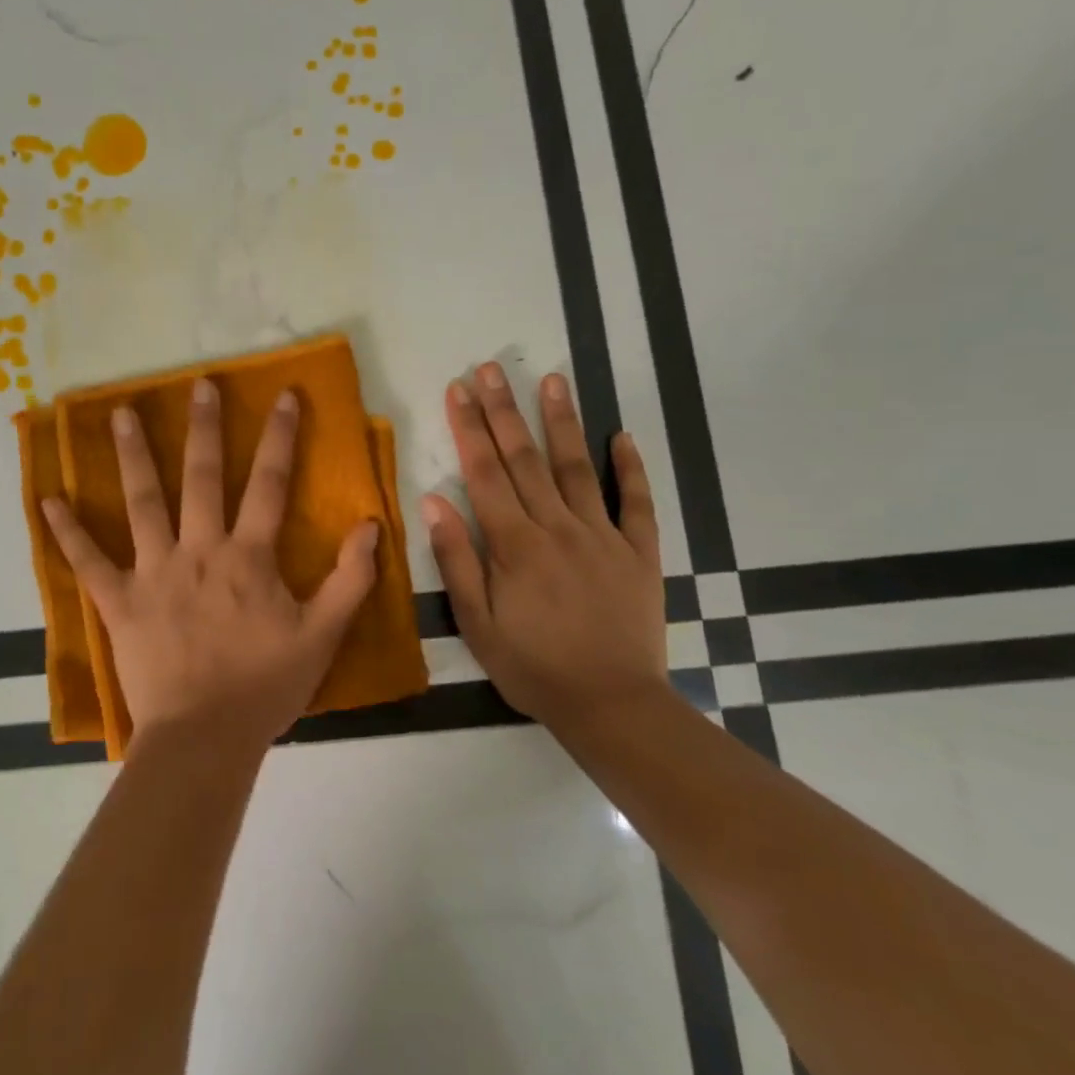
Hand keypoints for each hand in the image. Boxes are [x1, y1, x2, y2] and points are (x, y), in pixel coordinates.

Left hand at [43, 379, 380, 751]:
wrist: (205, 738)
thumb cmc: (265, 687)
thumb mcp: (323, 635)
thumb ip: (350, 579)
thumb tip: (371, 525)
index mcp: (248, 557)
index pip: (269, 483)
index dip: (280, 437)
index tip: (284, 395)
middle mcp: (199, 550)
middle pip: (201, 477)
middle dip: (204, 427)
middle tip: (199, 384)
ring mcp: (154, 572)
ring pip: (143, 503)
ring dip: (133, 456)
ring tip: (122, 412)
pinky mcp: (120, 601)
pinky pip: (89, 562)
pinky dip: (68, 532)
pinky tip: (48, 499)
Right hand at [420, 364, 666, 730]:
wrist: (612, 706)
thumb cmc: (534, 668)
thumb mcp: (477, 625)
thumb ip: (457, 561)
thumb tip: (434, 502)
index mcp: (514, 545)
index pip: (485, 473)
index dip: (470, 427)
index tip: (459, 389)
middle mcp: (557, 528)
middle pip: (526, 458)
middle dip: (506, 409)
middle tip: (492, 368)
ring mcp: (603, 536)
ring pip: (578, 467)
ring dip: (563, 421)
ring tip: (553, 379)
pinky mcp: (639, 552)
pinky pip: (637, 502)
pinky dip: (631, 468)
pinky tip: (622, 435)